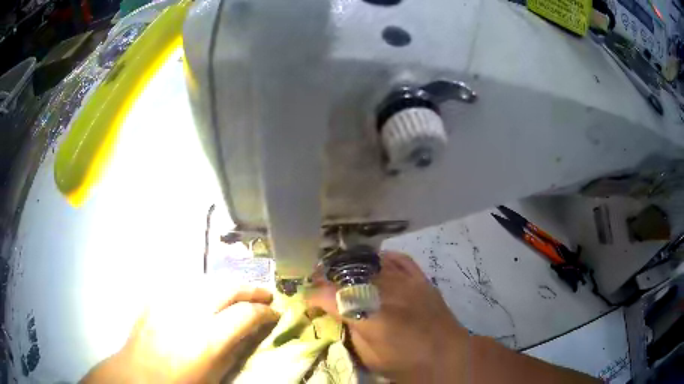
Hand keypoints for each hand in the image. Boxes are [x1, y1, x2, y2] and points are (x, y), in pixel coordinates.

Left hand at [81, 277, 278, 382]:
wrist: (138, 375)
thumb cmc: (181, 383)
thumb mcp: (215, 375)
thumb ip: (235, 350)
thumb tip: (253, 332)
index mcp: (207, 339)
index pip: (245, 314)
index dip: (264, 311)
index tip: (274, 313)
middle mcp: (189, 313)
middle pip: (227, 288)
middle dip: (251, 289)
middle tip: (265, 293)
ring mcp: (170, 300)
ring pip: (207, 280)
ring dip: (228, 285)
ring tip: (239, 292)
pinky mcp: (156, 296)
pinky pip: (185, 284)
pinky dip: (203, 287)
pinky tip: (206, 295)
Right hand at [307, 251, 468, 381]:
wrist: (448, 356)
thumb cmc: (406, 364)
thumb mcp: (370, 357)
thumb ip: (350, 332)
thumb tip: (335, 315)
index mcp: (371, 317)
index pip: (331, 297)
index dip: (313, 296)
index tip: (307, 300)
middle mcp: (387, 293)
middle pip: (348, 276)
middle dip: (327, 277)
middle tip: (318, 283)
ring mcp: (406, 282)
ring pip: (370, 264)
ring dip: (350, 267)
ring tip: (340, 273)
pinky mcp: (421, 278)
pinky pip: (398, 259)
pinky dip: (382, 258)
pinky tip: (373, 263)